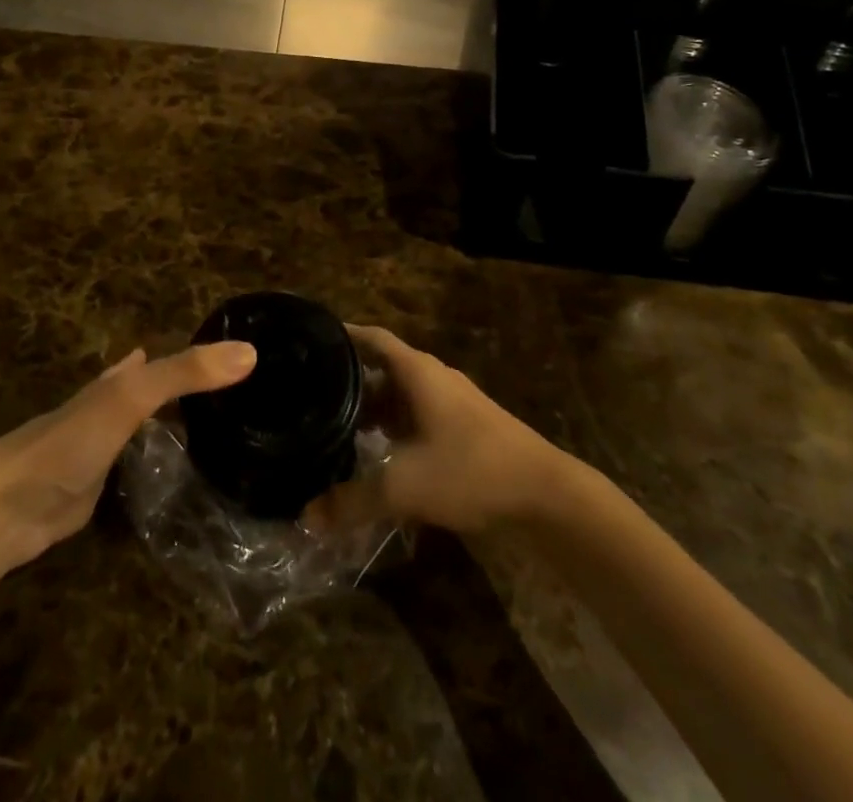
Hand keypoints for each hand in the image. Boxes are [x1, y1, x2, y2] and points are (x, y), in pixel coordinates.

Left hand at [0, 341, 256, 571]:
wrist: (11, 505)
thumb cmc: (73, 439)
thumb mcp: (133, 395)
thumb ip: (186, 373)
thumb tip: (250, 351)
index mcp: (121, 380)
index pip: (167, 358)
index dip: (199, 354)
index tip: (239, 355)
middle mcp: (114, 408)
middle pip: (158, 390)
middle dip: (190, 387)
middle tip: (238, 393)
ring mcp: (107, 450)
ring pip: (151, 429)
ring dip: (179, 425)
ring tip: (223, 430)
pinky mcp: (102, 490)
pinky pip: (145, 469)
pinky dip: (166, 464)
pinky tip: (185, 473)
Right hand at [306, 325, 564, 535]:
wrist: (546, 494)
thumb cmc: (471, 470)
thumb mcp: (404, 486)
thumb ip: (353, 500)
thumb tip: (306, 515)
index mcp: (418, 371)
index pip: (372, 338)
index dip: (343, 336)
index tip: (311, 341)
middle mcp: (433, 378)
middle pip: (383, 369)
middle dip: (350, 383)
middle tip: (311, 397)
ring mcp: (452, 403)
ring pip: (402, 397)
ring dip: (373, 411)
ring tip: (337, 429)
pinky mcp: (465, 428)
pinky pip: (418, 417)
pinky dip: (395, 429)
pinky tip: (379, 456)